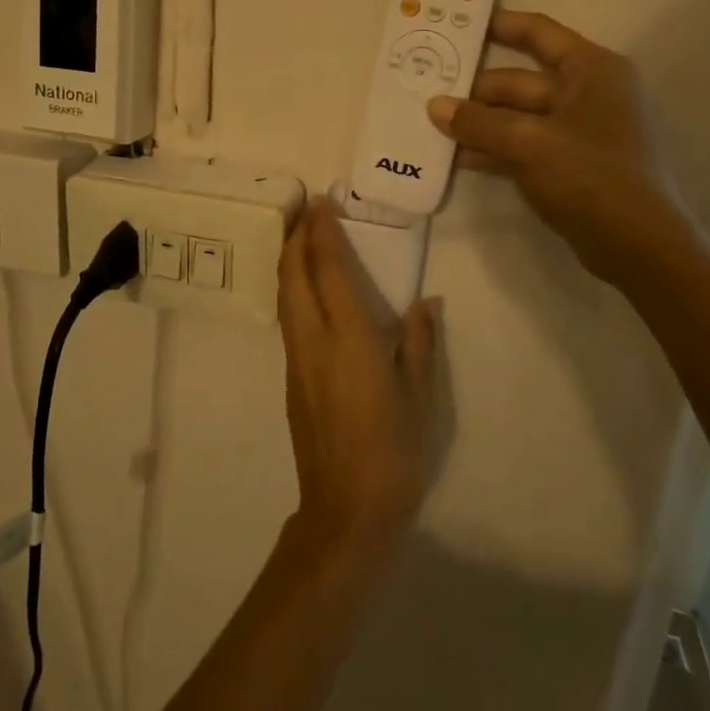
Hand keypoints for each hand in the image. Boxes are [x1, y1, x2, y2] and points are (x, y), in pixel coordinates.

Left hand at [276, 198, 437, 558]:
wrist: (346, 508)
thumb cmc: (394, 452)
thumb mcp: (420, 396)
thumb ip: (420, 343)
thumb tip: (425, 303)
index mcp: (348, 339)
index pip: (328, 269)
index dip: (322, 232)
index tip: (322, 202)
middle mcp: (313, 340)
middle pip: (292, 274)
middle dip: (295, 236)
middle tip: (306, 209)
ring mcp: (296, 359)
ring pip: (284, 295)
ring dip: (288, 260)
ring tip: (301, 237)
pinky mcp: (290, 378)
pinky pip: (287, 317)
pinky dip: (291, 288)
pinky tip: (306, 288)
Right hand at [426, 9, 691, 286]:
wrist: (637, 245)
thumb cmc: (591, 175)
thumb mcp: (528, 143)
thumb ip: (478, 122)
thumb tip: (434, 106)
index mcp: (591, 70)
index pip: (539, 34)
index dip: (500, 25)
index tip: (460, 24)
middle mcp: (588, 93)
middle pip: (520, 81)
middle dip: (476, 90)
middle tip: (428, 91)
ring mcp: (579, 131)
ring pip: (518, 116)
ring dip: (480, 122)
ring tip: (433, 126)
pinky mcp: (570, 164)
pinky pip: (524, 145)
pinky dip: (494, 149)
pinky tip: (458, 157)